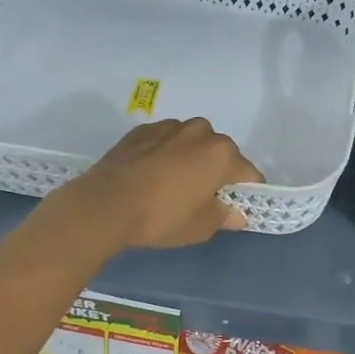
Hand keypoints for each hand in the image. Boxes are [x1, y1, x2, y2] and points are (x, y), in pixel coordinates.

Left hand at [61, 118, 263, 249]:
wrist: (105, 205)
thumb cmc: (162, 217)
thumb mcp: (201, 227)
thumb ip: (224, 216)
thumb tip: (236, 214)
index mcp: (222, 153)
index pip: (249, 173)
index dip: (247, 191)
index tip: (236, 206)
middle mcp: (201, 132)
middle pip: (221, 152)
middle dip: (217, 171)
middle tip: (202, 197)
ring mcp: (169, 127)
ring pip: (192, 143)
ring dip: (190, 158)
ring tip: (172, 183)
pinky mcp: (142, 130)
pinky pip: (165, 141)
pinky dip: (165, 153)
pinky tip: (151, 175)